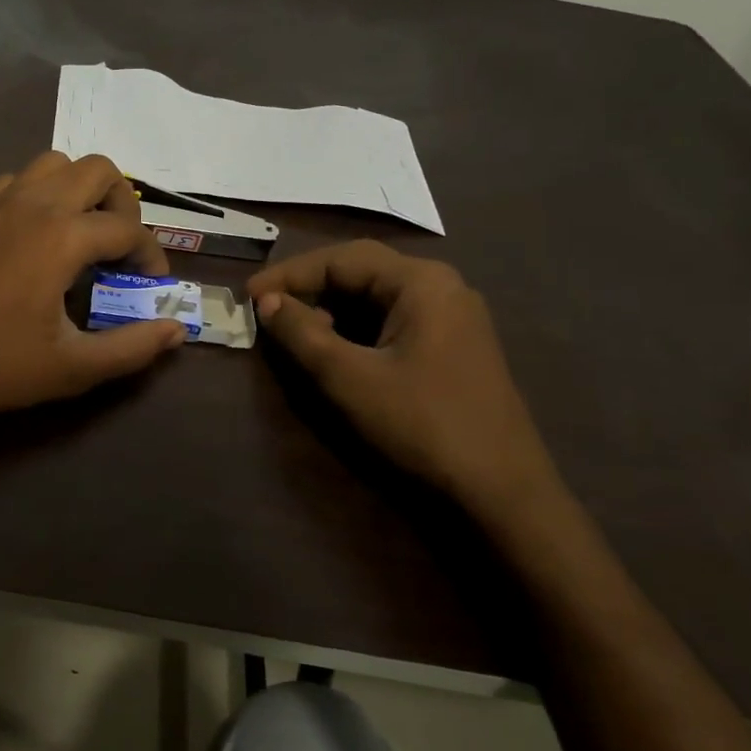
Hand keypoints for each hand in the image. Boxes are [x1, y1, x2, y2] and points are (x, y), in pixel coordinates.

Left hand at [0, 151, 185, 433]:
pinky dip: (40, 196)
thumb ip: (132, 348)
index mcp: (61, 237)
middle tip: (119, 247)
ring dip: (79, 190)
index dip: (151, 255)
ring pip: (54, 165)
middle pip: (98, 169)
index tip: (150, 283)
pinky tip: (34, 240)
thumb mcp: (72, 368)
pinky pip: (17, 181)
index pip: (128, 228)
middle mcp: (32, 204)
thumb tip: (176, 331)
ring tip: (80, 235)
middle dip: (122, 203)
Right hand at [247, 241, 559, 511]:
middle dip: (310, 287)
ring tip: (293, 329)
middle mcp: (441, 287)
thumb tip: (267, 302)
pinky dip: (355, 327)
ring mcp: (452, 317)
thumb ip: (303, 333)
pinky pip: (392, 319)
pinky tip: (334, 349)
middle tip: (266, 307)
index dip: (289, 274)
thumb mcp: (349, 378)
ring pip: (376, 296)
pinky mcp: (452, 345)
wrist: (502, 492)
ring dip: (331, 307)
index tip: (248, 295)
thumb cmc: (422, 424)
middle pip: (361, 270)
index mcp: (422, 282)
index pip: (341, 259)